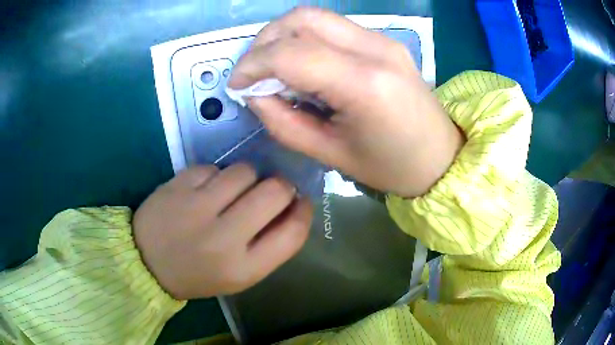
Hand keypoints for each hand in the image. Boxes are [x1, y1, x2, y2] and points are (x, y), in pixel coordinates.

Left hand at [133, 164, 311, 299]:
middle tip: (270, 191)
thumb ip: (269, 245)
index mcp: (243, 268)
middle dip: (281, 186)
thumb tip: (293, 206)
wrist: (146, 262)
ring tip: (233, 191)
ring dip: (248, 177)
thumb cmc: (197, 274)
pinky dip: (217, 175)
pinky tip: (205, 190)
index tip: (301, 202)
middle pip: (275, 192)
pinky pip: (214, 167)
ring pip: (245, 171)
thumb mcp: (239, 274)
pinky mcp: (178, 185)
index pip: (292, 232)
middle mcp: (223, 238)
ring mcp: (197, 207)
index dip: (304, 211)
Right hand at [228, 7, 463, 197]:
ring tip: (273, 67)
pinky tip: (303, 64)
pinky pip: (333, 27)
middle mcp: (374, 49)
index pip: (291, 53)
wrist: (440, 157)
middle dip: (265, 41)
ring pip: (316, 17)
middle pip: (302, 19)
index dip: (252, 65)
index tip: (236, 85)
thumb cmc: (390, 167)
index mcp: (364, 84)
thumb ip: (283, 122)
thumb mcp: (330, 155)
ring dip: (283, 35)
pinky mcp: (384, 40)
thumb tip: (255, 93)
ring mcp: (383, 39)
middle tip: (253, 71)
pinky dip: (306, 39)